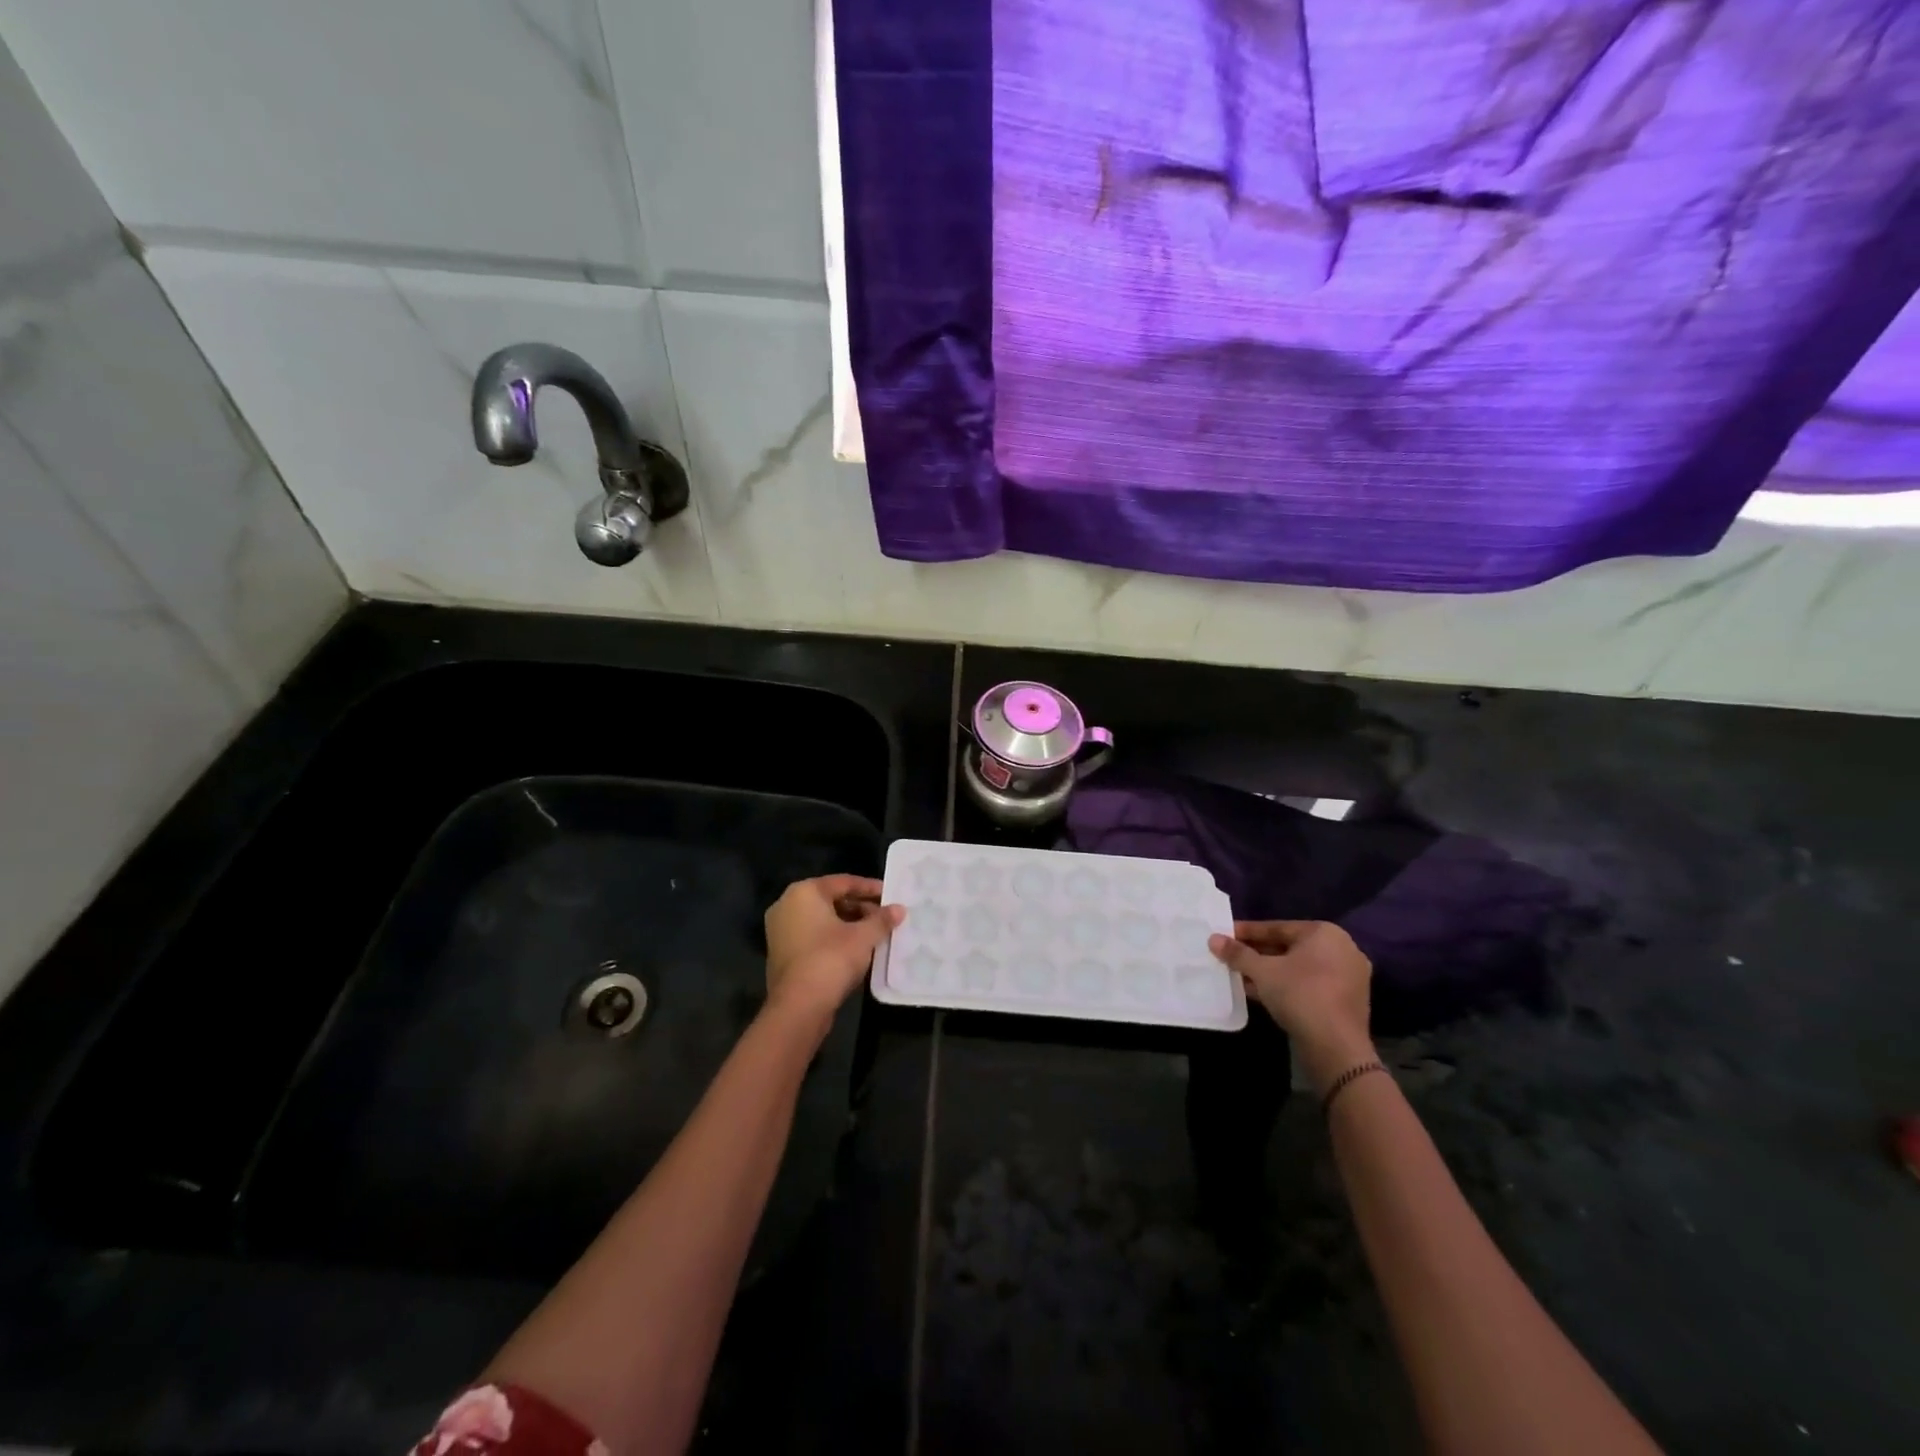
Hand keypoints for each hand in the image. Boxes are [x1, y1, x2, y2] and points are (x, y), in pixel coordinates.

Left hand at [763, 875, 903, 1026]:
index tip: (891, 896)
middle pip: (831, 899)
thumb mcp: (863, 937)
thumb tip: (899, 909)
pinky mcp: (782, 952)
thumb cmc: (831, 959)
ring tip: (874, 934)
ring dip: (848, 924)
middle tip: (884, 917)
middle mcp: (787, 904)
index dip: (870, 888)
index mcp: (804, 892)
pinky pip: (812, 936)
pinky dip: (833, 938)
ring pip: (822, 919)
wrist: (798, 1006)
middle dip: (860, 908)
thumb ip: (882, 920)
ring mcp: (780, 930)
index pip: (843, 882)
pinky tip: (855, 949)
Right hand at [1210, 920, 1374, 1093]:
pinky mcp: (1346, 1001)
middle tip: (1230, 956)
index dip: (1247, 932)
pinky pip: (1309, 984)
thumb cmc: (1299, 995)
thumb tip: (1213, 939)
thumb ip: (1237, 953)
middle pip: (1288, 947)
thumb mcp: (1262, 971)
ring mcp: (1348, 976)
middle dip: (1257, 953)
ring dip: (1269, 971)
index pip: (1277, 928)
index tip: (1224, 935)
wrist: (1336, 1048)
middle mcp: (1342, 949)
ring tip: (1239, 975)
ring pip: (1298, 968)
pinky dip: (1285, 985)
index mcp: (1325, 933)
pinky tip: (1259, 992)